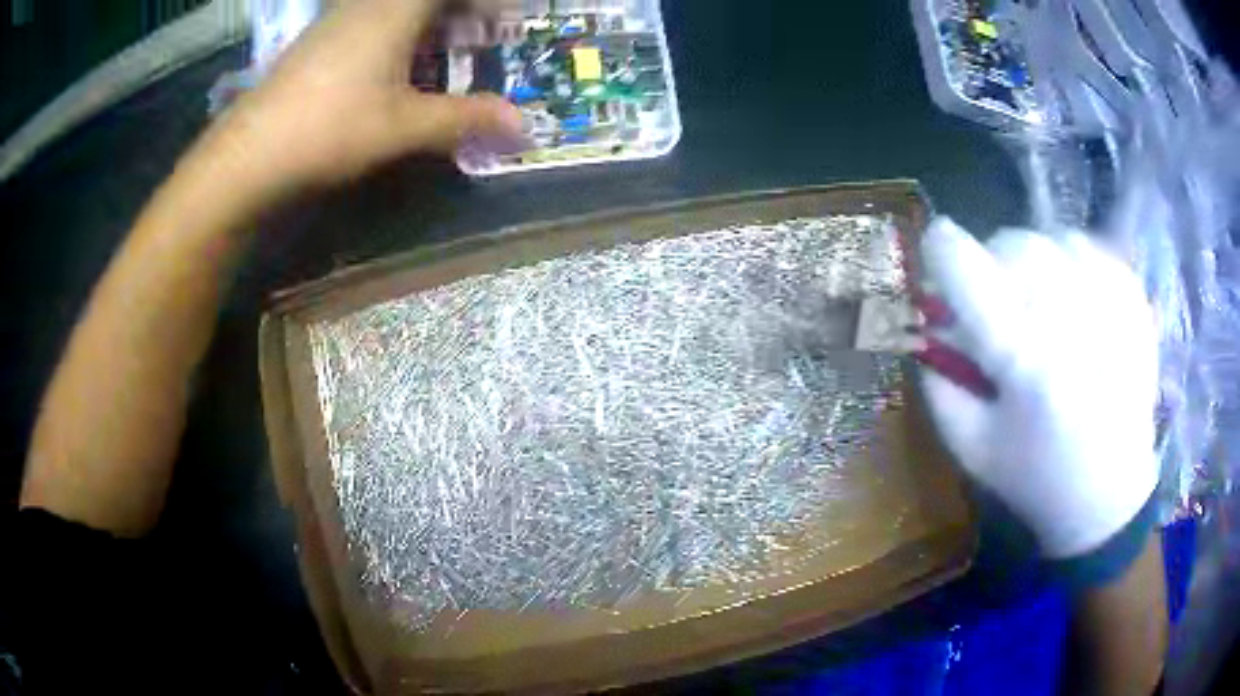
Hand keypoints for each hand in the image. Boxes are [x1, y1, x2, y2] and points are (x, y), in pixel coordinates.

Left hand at [197, 0, 524, 199]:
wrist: (247, 156)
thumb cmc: (329, 129)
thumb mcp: (403, 126)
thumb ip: (464, 119)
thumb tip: (524, 125)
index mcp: (396, 8)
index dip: (484, 3)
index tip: (504, 18)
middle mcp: (368, 4)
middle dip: (461, 12)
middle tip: (484, 34)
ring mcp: (338, 19)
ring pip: (396, 7)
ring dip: (430, 21)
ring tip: (450, 48)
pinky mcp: (319, 41)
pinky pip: (371, 18)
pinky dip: (398, 31)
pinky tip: (398, 64)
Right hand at [918, 218, 1158, 558]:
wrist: (1111, 493)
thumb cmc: (1037, 476)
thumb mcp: (971, 445)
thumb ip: (938, 379)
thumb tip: (930, 319)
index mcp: (1022, 356)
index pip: (963, 263)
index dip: (940, 249)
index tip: (939, 257)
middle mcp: (1067, 314)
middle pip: (1008, 242)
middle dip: (989, 265)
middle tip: (997, 303)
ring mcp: (1106, 298)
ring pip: (1048, 237)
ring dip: (1031, 263)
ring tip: (1039, 303)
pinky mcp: (1131, 295)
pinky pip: (1085, 246)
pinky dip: (1068, 262)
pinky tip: (1073, 300)